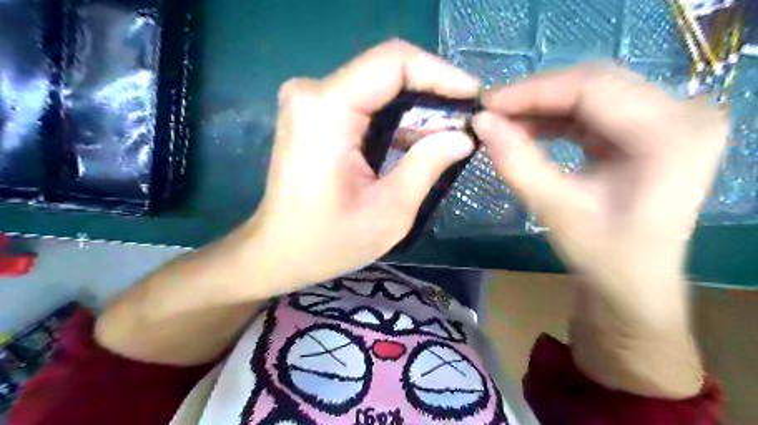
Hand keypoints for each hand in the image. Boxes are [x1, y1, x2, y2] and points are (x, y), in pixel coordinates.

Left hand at [244, 42, 477, 297]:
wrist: (277, 252)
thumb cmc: (328, 241)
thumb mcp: (389, 211)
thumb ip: (428, 165)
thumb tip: (464, 136)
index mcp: (327, 109)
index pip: (394, 62)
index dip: (441, 74)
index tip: (475, 97)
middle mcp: (312, 92)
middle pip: (387, 71)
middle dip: (433, 93)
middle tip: (468, 120)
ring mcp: (310, 101)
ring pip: (378, 87)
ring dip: (417, 108)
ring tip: (451, 134)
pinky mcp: (313, 114)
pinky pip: (365, 103)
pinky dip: (395, 120)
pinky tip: (420, 140)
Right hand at [472, 65, 728, 396]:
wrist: (633, 281)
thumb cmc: (602, 255)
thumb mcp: (555, 209)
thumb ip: (517, 162)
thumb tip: (481, 123)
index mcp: (672, 135)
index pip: (593, 88)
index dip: (533, 91)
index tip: (487, 104)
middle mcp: (683, 114)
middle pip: (595, 83)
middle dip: (535, 95)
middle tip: (491, 112)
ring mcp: (669, 118)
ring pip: (592, 91)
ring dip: (542, 105)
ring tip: (503, 121)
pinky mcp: (649, 128)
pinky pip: (594, 109)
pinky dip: (555, 116)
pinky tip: (527, 127)